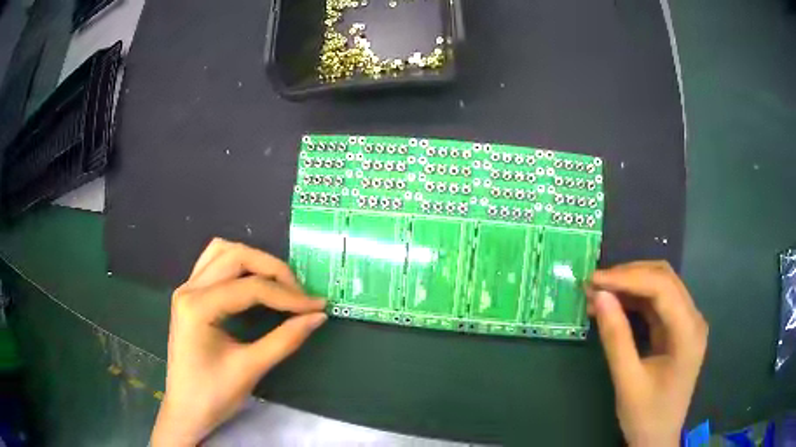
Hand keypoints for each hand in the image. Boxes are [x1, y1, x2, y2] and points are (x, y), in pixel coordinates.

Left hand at [151, 239, 326, 446]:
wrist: (185, 409)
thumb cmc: (213, 395)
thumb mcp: (250, 368)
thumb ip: (285, 339)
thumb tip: (318, 316)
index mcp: (198, 307)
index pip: (250, 288)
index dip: (288, 296)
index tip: (317, 306)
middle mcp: (189, 288)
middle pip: (236, 257)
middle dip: (273, 270)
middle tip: (300, 295)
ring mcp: (187, 288)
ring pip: (223, 251)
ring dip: (255, 261)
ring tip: (279, 285)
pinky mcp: (190, 295)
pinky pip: (214, 263)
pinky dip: (238, 265)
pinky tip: (252, 282)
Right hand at [587, 261, 707, 446]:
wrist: (658, 439)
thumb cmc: (646, 416)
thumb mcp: (627, 382)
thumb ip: (616, 338)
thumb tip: (599, 296)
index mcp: (688, 332)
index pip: (662, 287)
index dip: (627, 278)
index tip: (594, 281)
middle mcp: (693, 319)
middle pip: (664, 279)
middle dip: (628, 276)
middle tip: (594, 283)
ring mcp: (687, 323)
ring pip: (660, 286)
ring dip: (630, 285)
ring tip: (599, 292)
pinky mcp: (677, 330)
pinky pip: (657, 304)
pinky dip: (634, 300)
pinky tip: (615, 305)